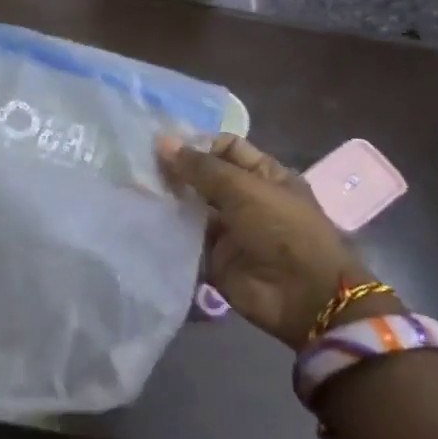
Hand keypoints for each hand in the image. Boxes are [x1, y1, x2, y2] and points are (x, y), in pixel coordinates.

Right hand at [158, 134, 372, 348]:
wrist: (303, 296)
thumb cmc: (282, 229)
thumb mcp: (244, 189)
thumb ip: (201, 168)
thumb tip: (162, 142)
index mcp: (263, 175)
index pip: (225, 148)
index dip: (197, 144)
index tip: (162, 146)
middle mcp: (245, 199)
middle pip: (205, 179)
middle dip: (176, 173)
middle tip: (137, 166)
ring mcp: (229, 231)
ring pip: (192, 209)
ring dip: (168, 201)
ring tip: (134, 190)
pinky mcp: (214, 260)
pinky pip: (186, 242)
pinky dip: (168, 233)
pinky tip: (141, 220)